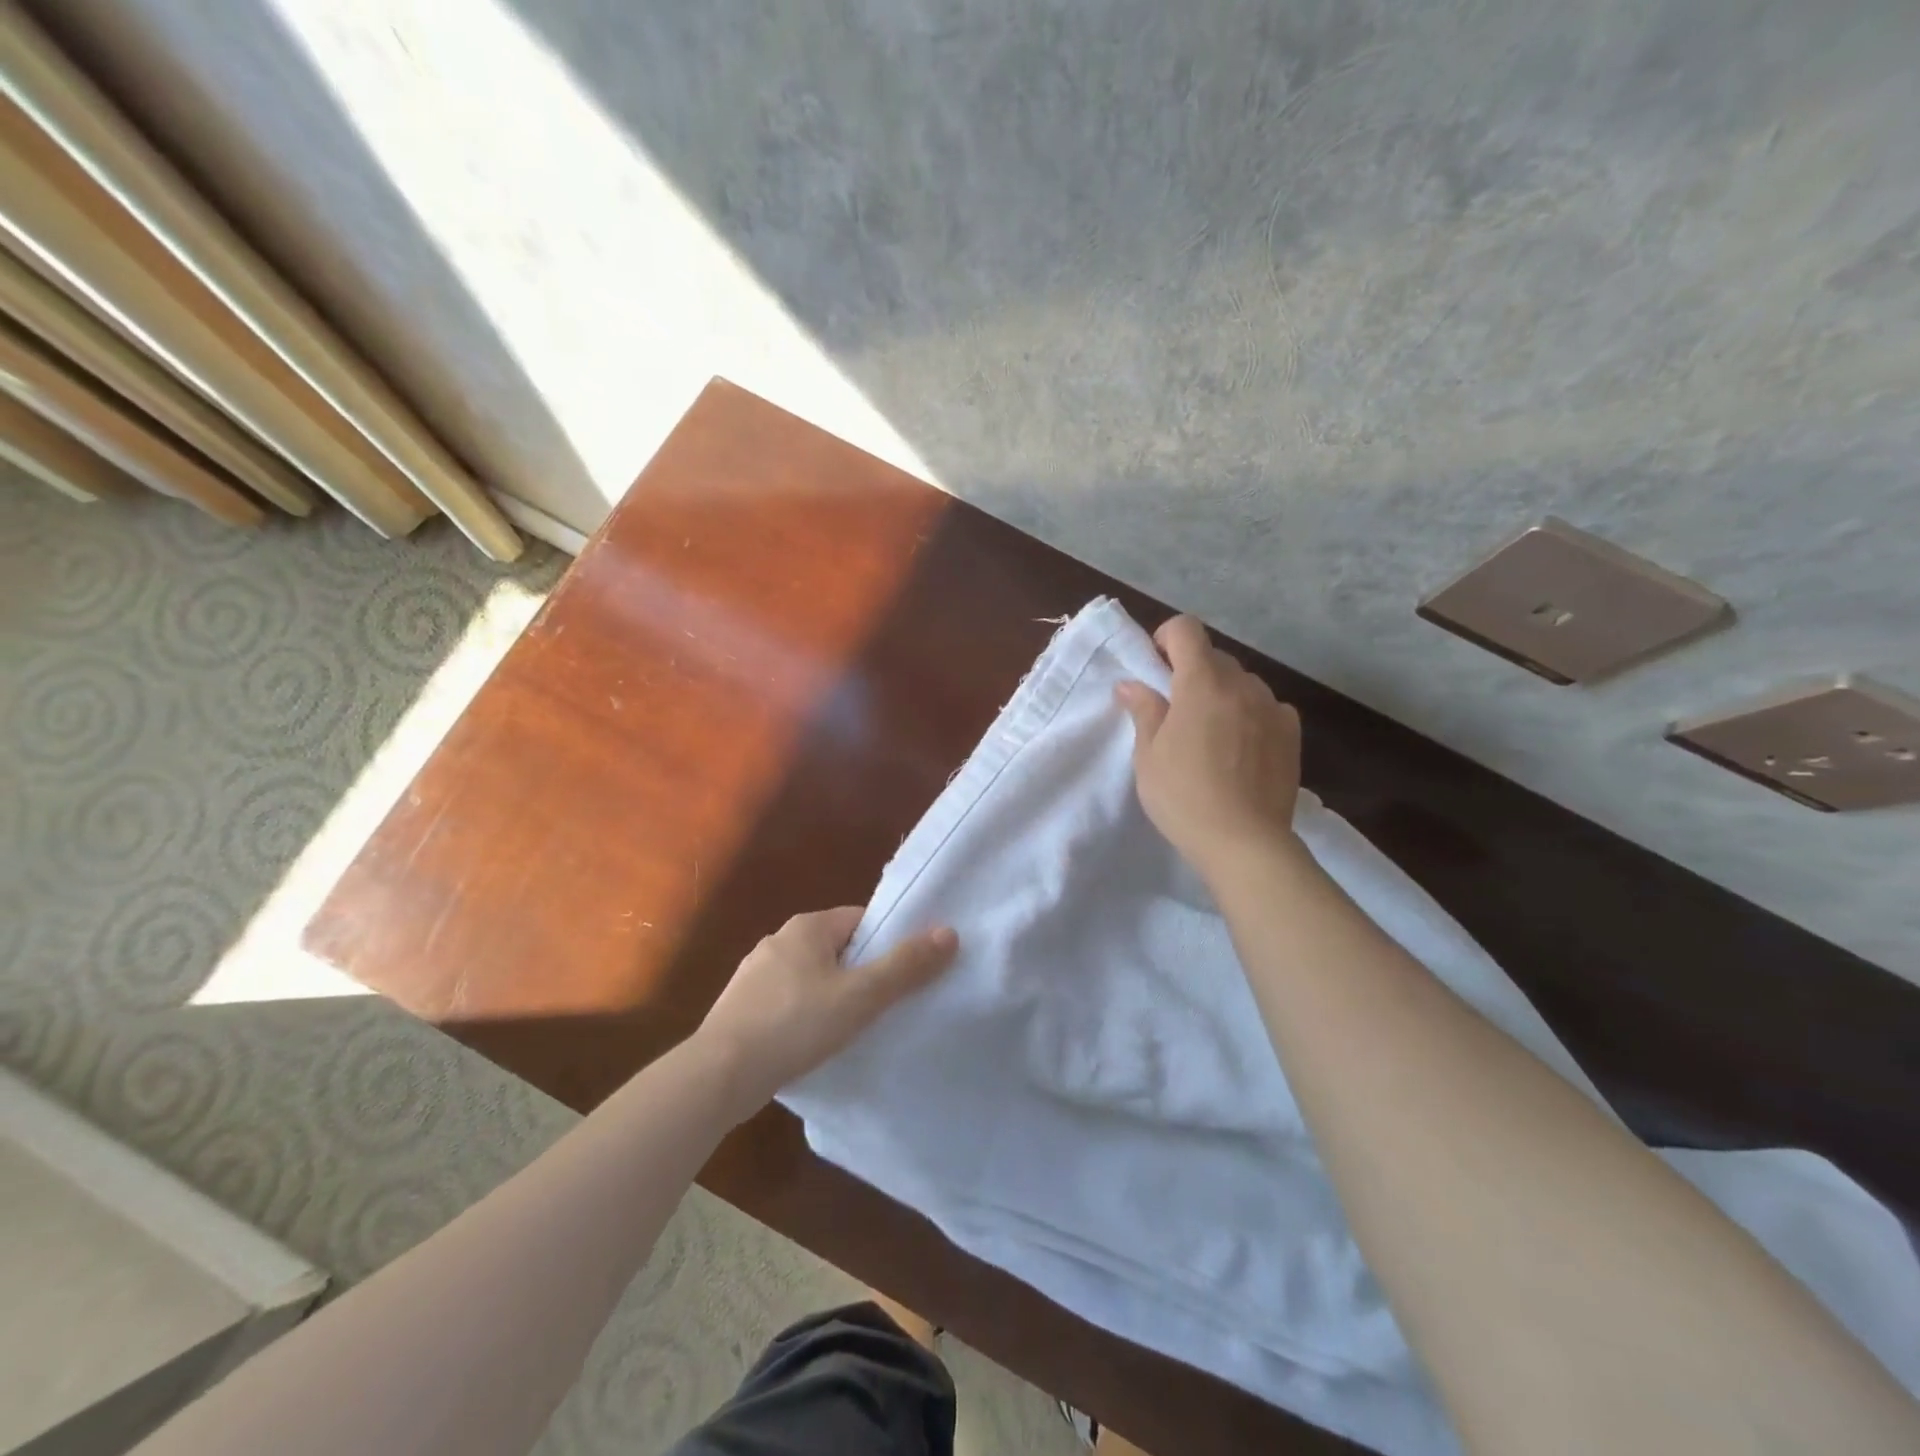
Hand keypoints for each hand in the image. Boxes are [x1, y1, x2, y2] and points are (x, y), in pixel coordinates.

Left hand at [697, 908, 957, 1116]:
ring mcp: (755, 974)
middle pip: (837, 948)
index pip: (860, 921)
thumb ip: (905, 965)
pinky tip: (812, 1044)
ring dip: (832, 996)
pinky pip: (787, 1001)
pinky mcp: (741, 1007)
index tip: (904, 974)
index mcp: (807, 927)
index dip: (886, 944)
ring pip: (811, 976)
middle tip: (884, 1005)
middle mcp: (779, 940)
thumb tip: (949, 932)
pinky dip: (805, 1016)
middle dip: (861, 973)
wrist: (718, 1074)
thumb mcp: (860, 996)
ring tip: (852, 1029)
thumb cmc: (795, 1024)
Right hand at [1116, 615, 1302, 881]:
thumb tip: (1131, 683)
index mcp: (1201, 684)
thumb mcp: (1148, 755)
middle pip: (1214, 656)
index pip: (1186, 629)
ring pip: (1242, 682)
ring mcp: (1272, 707)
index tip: (1156, 668)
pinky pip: (1267, 706)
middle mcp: (1241, 685)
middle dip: (1192, 671)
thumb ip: (1143, 710)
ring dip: (1223, 693)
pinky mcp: (1292, 732)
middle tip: (1176, 711)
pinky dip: (1250, 714)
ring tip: (1212, 734)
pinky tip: (1242, 747)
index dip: (1166, 638)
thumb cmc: (1183, 797)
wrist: (1244, 842)